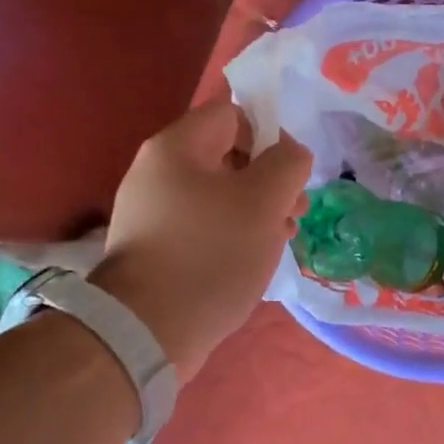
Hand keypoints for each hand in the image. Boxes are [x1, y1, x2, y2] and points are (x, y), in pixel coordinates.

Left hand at [89, 100, 311, 381]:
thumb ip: (288, 163)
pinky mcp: (156, 248)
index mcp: (177, 147)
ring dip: (257, 210)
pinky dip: (233, 234)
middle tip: (296, 211)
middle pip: (228, 156)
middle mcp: (157, 172)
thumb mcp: (264, 201)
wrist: (148, 329)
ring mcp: (153, 212)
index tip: (293, 173)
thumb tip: (291, 153)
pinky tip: (253, 258)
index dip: (271, 134)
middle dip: (270, 179)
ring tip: (282, 238)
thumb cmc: (211, 254)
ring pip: (219, 195)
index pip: (232, 113)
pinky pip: (204, 226)